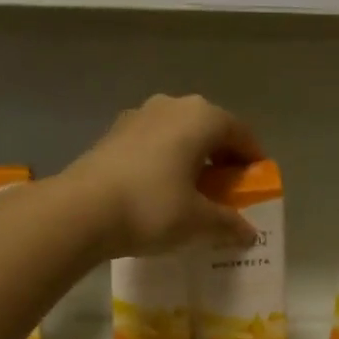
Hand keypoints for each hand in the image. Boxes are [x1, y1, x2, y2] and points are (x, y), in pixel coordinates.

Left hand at [63, 94, 263, 259]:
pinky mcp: (113, 134)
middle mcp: (171, 105)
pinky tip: (161, 191)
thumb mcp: (198, 222)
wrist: (80, 211)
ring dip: (192, 160)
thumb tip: (249, 233)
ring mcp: (138, 116)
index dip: (253, 160)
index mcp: (201, 117)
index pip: (241, 133)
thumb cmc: (152, 207)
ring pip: (178, 136)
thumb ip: (229, 223)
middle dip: (222, 160)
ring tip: (194, 193)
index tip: (257, 186)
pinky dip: (166, 163)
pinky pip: (153, 145)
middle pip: (209, 130)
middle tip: (228, 192)